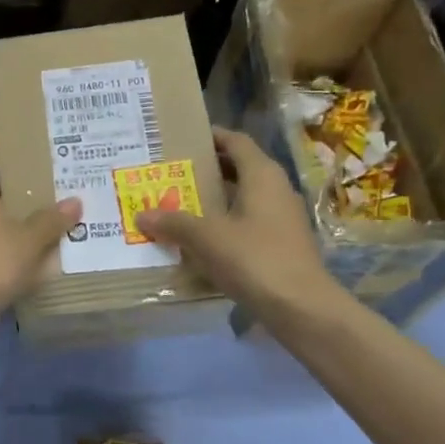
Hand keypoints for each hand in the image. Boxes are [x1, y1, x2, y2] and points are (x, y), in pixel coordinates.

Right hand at [136, 128, 341, 318]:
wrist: (302, 307)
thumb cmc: (255, 258)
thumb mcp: (206, 238)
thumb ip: (174, 222)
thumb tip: (142, 215)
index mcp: (262, 175)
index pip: (235, 141)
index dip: (211, 136)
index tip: (182, 137)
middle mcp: (276, 189)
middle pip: (239, 168)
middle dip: (207, 169)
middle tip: (172, 172)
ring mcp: (282, 218)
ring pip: (243, 197)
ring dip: (215, 198)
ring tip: (179, 204)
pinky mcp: (282, 244)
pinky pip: (248, 222)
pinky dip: (225, 223)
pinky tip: (200, 240)